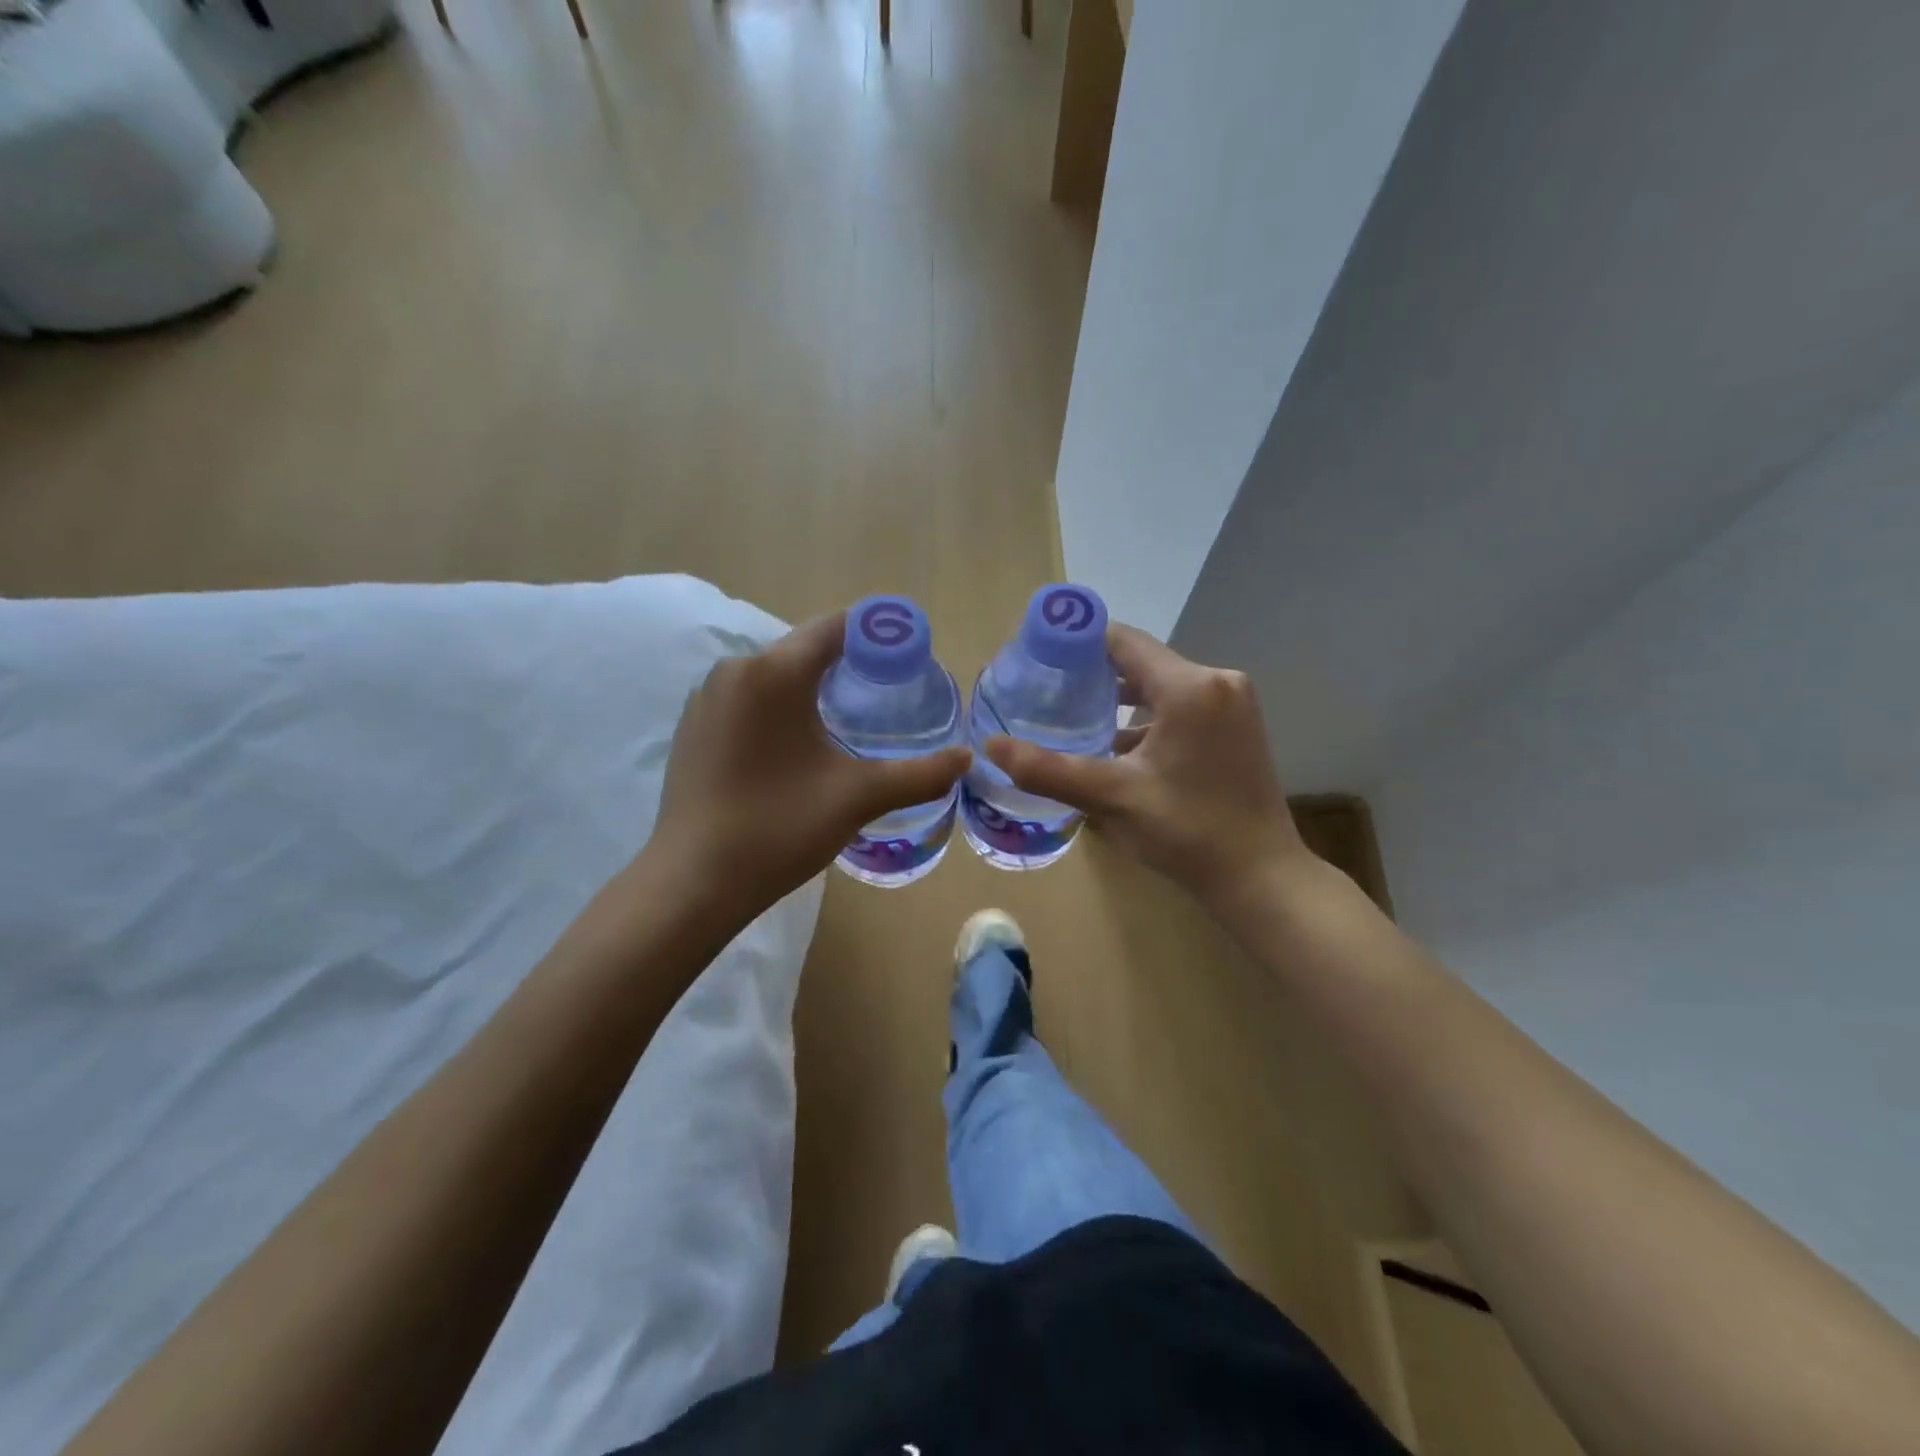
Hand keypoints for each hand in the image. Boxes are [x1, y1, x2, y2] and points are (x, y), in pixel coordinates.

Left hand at [647, 612, 970, 922]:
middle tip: (887, 692)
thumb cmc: (780, 827)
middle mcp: (734, 670)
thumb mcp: (858, 797)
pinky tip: (795, 746)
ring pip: (772, 676)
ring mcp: (706, 699)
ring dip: (810, 687)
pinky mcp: (692, 727)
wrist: (694, 882)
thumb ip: (919, 774)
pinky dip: (777, 708)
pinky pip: (746, 700)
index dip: (876, 635)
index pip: (834, 629)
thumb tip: (967, 758)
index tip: (909, 654)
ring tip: (847, 720)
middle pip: (802, 649)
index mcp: (773, 673)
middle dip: (846, 663)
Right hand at [985, 624, 1306, 909]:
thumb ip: (1048, 770)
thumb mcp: (1111, 797)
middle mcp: (1218, 681)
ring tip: (1073, 719)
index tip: (1040, 659)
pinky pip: (1182, 706)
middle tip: (1047, 694)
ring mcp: (1233, 704)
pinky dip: (1148, 718)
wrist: (1260, 876)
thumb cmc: (1187, 832)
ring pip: (1161, 685)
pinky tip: (1117, 746)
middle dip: (1094, 676)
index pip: (1123, 641)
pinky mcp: (1238, 726)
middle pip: (1141, 661)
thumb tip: (991, 747)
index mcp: (1190, 687)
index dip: (1078, 644)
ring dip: (1120, 700)